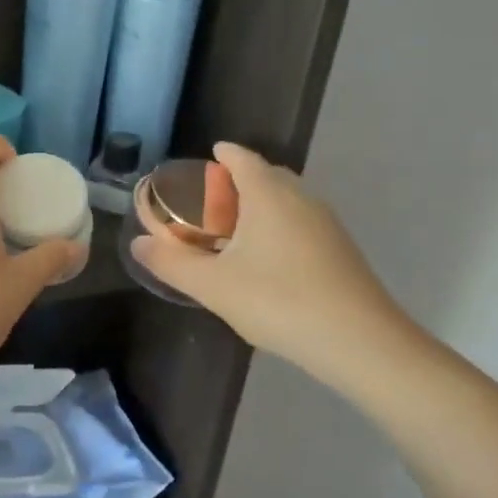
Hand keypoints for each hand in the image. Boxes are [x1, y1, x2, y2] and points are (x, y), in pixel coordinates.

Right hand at [129, 142, 424, 385]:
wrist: (360, 342)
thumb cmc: (279, 302)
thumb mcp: (214, 286)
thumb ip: (172, 262)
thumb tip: (137, 243)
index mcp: (268, 195)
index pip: (242, 158)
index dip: (223, 155)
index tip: (206, 158)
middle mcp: (300, 198)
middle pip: (267, 175)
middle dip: (238, 180)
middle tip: (210, 200)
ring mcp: (326, 224)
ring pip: (286, 200)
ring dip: (259, 205)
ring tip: (232, 231)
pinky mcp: (339, 250)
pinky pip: (300, 222)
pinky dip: (277, 226)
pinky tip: (265, 260)